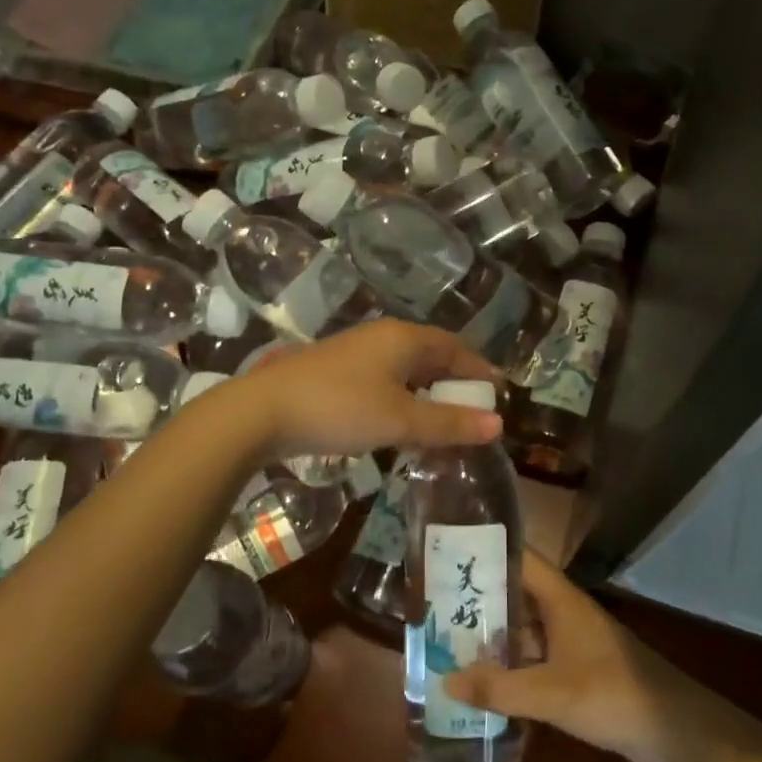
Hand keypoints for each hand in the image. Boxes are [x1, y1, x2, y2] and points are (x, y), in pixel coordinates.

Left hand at [234, 319, 502, 460]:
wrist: (263, 412)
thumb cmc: (340, 409)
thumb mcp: (401, 420)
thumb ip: (450, 423)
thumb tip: (498, 424)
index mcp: (405, 338)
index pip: (456, 348)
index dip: (480, 370)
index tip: (499, 395)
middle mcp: (383, 337)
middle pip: (432, 356)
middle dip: (456, 383)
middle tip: (474, 413)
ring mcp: (358, 352)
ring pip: (407, 369)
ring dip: (429, 394)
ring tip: (444, 422)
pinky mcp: (338, 372)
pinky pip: (386, 381)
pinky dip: (404, 399)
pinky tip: (402, 423)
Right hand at [443, 559, 761, 761]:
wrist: (676, 729)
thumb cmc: (614, 694)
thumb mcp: (551, 693)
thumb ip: (499, 689)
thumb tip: (445, 680)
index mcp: (560, 599)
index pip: (518, 557)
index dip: (485, 549)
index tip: (447, 551)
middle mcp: (563, 612)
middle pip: (516, 593)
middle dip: (479, 597)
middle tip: (433, 603)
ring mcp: (572, 642)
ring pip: (524, 628)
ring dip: (493, 635)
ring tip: (447, 640)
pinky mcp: (578, 671)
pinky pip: (535, 659)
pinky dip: (511, 665)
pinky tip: (484, 682)